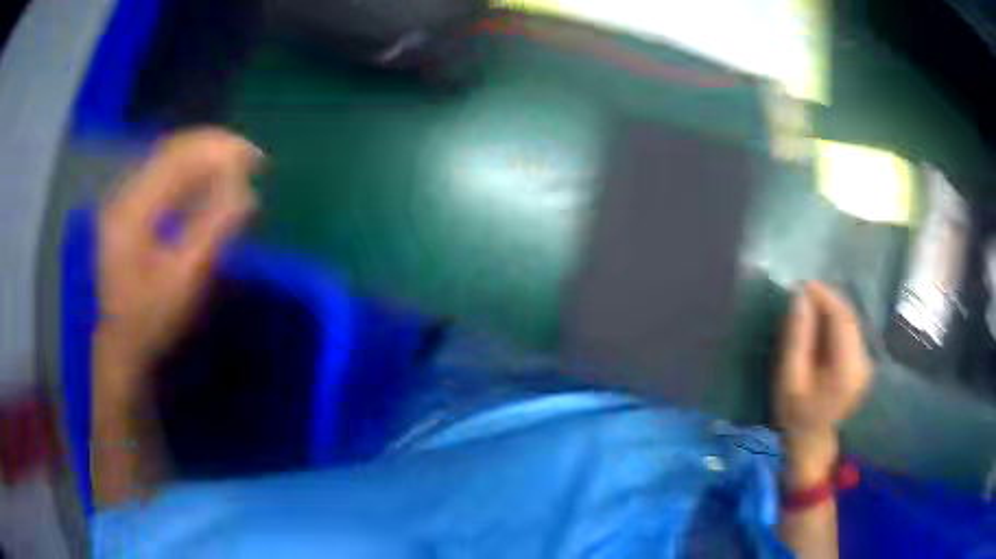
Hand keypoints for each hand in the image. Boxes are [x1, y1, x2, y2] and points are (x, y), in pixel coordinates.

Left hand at [97, 128, 260, 378]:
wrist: (123, 345)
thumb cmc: (153, 319)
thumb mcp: (185, 281)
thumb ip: (215, 230)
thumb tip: (248, 191)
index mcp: (132, 210)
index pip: (179, 158)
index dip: (219, 149)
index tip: (255, 159)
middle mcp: (124, 194)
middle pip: (173, 149)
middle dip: (214, 147)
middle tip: (251, 158)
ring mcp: (123, 199)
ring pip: (167, 157)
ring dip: (203, 154)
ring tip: (235, 163)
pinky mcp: (127, 208)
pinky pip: (161, 172)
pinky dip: (189, 167)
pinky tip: (206, 176)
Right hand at [775, 282, 871, 484]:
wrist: (812, 443)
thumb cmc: (795, 414)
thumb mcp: (789, 379)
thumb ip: (796, 337)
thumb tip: (799, 296)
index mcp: (847, 369)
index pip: (841, 317)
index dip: (823, 295)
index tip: (801, 285)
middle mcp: (863, 361)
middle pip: (849, 316)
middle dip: (826, 299)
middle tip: (802, 293)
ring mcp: (866, 361)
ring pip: (851, 321)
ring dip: (831, 308)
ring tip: (808, 305)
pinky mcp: (863, 361)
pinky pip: (851, 331)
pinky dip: (835, 321)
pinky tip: (820, 323)